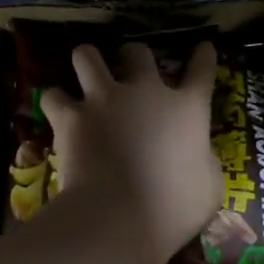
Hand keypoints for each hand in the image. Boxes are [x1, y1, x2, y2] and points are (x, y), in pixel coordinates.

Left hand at [43, 41, 222, 263]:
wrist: (119, 216)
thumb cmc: (174, 208)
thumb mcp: (209, 186)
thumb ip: (205, 162)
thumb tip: (201, 156)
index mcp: (187, 108)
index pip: (201, 71)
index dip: (203, 57)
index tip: (203, 47)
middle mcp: (145, 92)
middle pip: (138, 52)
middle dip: (133, 55)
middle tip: (128, 68)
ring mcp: (104, 99)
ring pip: (87, 56)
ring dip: (87, 61)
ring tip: (85, 69)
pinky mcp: (71, 116)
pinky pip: (54, 96)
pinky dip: (55, 102)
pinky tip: (57, 110)